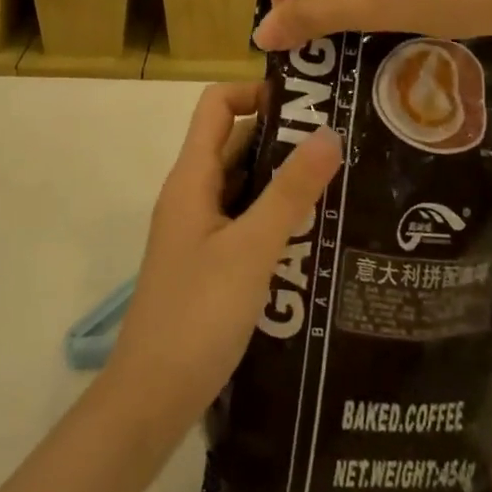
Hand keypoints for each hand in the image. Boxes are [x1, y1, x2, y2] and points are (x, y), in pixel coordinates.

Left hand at [107, 83, 340, 426]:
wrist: (150, 400)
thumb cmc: (197, 315)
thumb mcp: (251, 250)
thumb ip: (290, 192)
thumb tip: (329, 131)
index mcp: (191, 178)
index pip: (217, 105)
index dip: (256, 92)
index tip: (307, 103)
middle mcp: (192, 195)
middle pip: (235, 142)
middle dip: (283, 137)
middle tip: (341, 141)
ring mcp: (200, 231)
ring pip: (244, 185)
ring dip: (283, 179)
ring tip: (340, 181)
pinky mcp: (210, 262)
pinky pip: (245, 221)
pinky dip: (275, 216)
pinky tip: (316, 232)